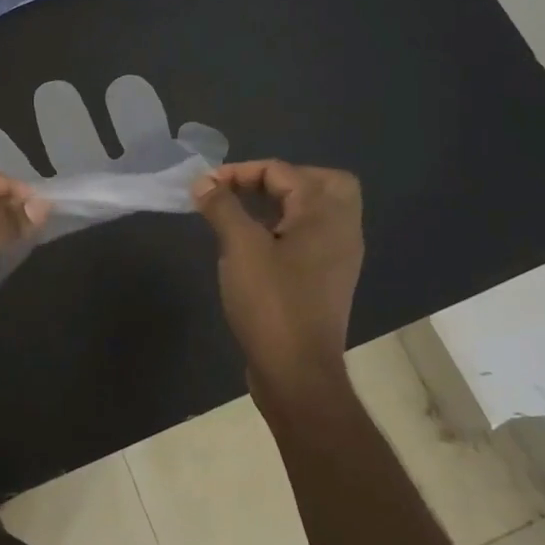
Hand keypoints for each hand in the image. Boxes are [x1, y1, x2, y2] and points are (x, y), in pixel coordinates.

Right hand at [192, 161, 363, 407]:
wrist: (296, 372)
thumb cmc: (271, 302)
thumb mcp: (240, 247)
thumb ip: (222, 207)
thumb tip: (203, 182)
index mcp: (325, 215)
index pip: (283, 171)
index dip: (240, 172)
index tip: (205, 187)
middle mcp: (341, 230)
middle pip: (321, 183)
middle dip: (279, 179)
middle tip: (244, 190)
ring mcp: (337, 258)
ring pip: (316, 211)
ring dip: (281, 203)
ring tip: (241, 213)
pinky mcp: (326, 280)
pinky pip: (309, 237)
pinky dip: (283, 228)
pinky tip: (252, 244)